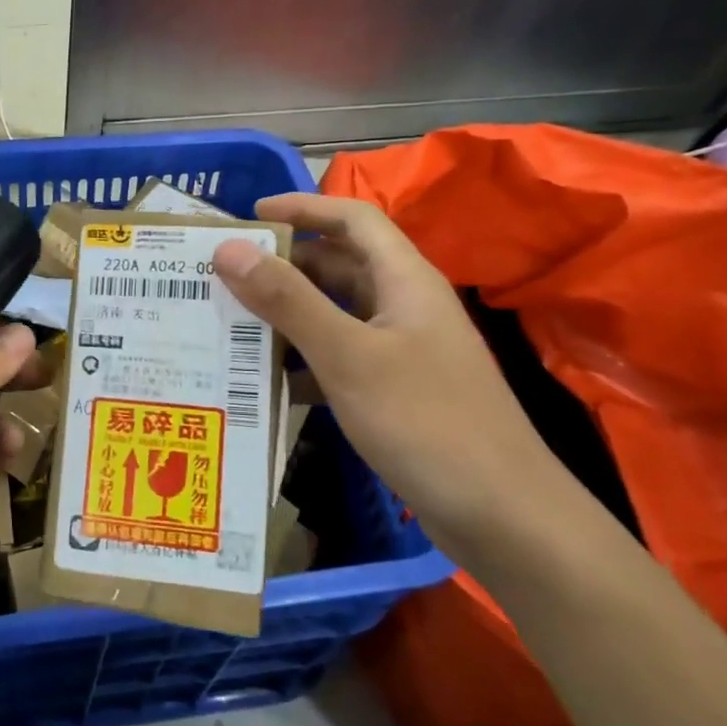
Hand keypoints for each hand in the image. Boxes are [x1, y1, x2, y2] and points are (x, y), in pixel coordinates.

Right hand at [212, 193, 560, 560]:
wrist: (503, 517)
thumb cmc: (426, 422)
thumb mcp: (348, 356)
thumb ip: (288, 300)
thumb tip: (229, 249)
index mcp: (404, 280)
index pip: (352, 219)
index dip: (303, 208)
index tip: (248, 216)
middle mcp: (403, 306)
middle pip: (338, 266)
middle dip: (283, 266)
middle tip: (223, 276)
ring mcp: (401, 351)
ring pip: (334, 315)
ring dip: (287, 316)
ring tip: (229, 323)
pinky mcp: (395, 392)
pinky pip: (339, 359)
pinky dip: (302, 362)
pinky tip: (264, 382)